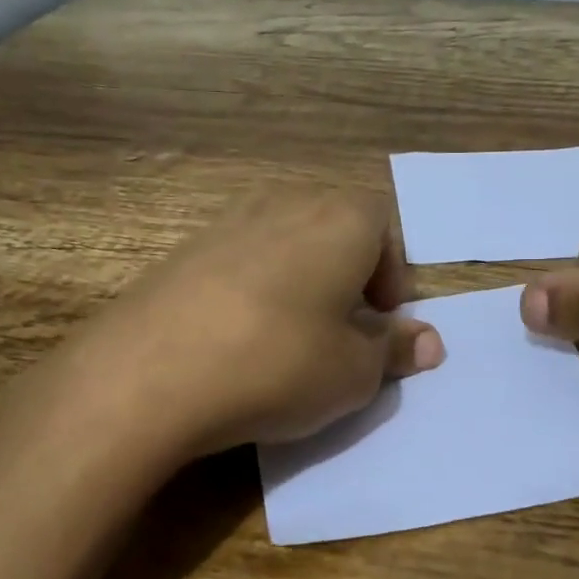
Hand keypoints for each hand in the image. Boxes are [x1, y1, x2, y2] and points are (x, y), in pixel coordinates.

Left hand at [17, 188, 444, 459]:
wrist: (149, 374)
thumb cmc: (278, 364)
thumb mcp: (354, 373)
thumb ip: (395, 350)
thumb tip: (429, 342)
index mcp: (340, 220)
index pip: (384, 226)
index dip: (391, 275)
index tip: (380, 321)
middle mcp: (285, 204)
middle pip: (333, 226)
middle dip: (348, 273)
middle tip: (343, 328)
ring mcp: (227, 222)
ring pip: (284, 241)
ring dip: (300, 280)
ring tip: (291, 335)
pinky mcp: (182, 250)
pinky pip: (238, 260)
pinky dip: (253, 289)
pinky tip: (238, 338)